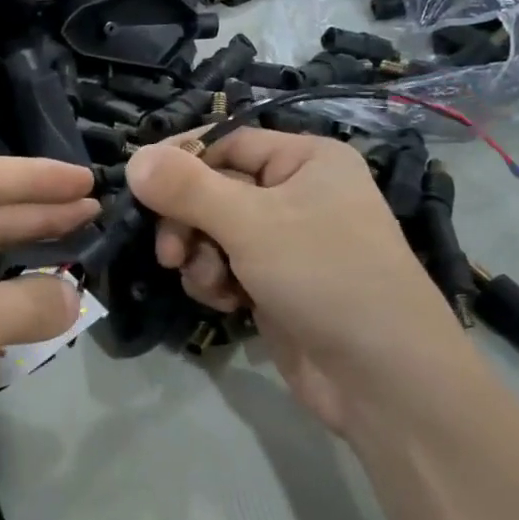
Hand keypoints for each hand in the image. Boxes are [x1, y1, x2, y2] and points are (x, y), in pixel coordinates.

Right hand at [126, 132, 475, 440]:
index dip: (183, 163)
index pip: (227, 142)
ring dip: (201, 258)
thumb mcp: (250, 224)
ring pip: (214, 233)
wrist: (383, 377)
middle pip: (215, 190)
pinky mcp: (277, 284)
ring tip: (214, 285)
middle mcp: (298, 193)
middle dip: (189, 223)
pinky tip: (228, 304)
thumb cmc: (324, 276)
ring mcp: (288, 242)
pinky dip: (218, 283)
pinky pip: (227, 267)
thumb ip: (187, 189)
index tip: (142, 189)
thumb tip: (135, 157)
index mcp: (306, 160)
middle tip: (170, 253)